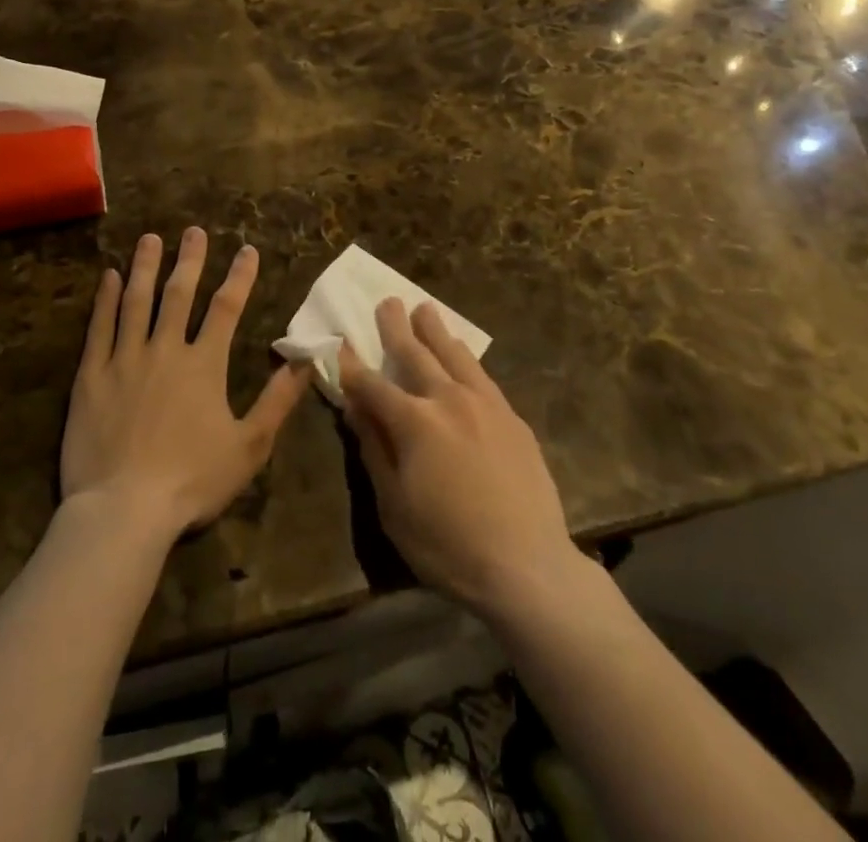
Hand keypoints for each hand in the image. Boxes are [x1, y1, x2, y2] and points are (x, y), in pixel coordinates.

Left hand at [62, 229, 309, 537]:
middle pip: (179, 294)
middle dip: (190, 259)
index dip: (239, 276)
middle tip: (194, 230)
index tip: (247, 250)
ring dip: (146, 267)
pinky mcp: (92, 376)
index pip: (226, 308)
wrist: (123, 511)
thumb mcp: (249, 446)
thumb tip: (306, 360)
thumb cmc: (192, 481)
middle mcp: (165, 350)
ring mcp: (125, 360)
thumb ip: (278, 400)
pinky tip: (109, 277)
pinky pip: (100, 328)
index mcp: (204, 364)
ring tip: (150, 239)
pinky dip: (105, 300)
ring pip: (137, 301)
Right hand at [341, 299, 581, 615]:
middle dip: (396, 328)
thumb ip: (374, 450)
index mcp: (414, 422)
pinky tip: (463, 354)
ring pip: (455, 355)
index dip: (352, 367)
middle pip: (416, 354)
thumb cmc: (448, 545)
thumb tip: (356, 408)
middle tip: (387, 301)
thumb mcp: (394, 507)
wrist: (527, 566)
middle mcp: (448, 400)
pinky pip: (483, 375)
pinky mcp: (512, 417)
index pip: (373, 385)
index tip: (340, 345)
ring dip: (436, 330)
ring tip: (425, 309)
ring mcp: (485, 405)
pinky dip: (466, 357)